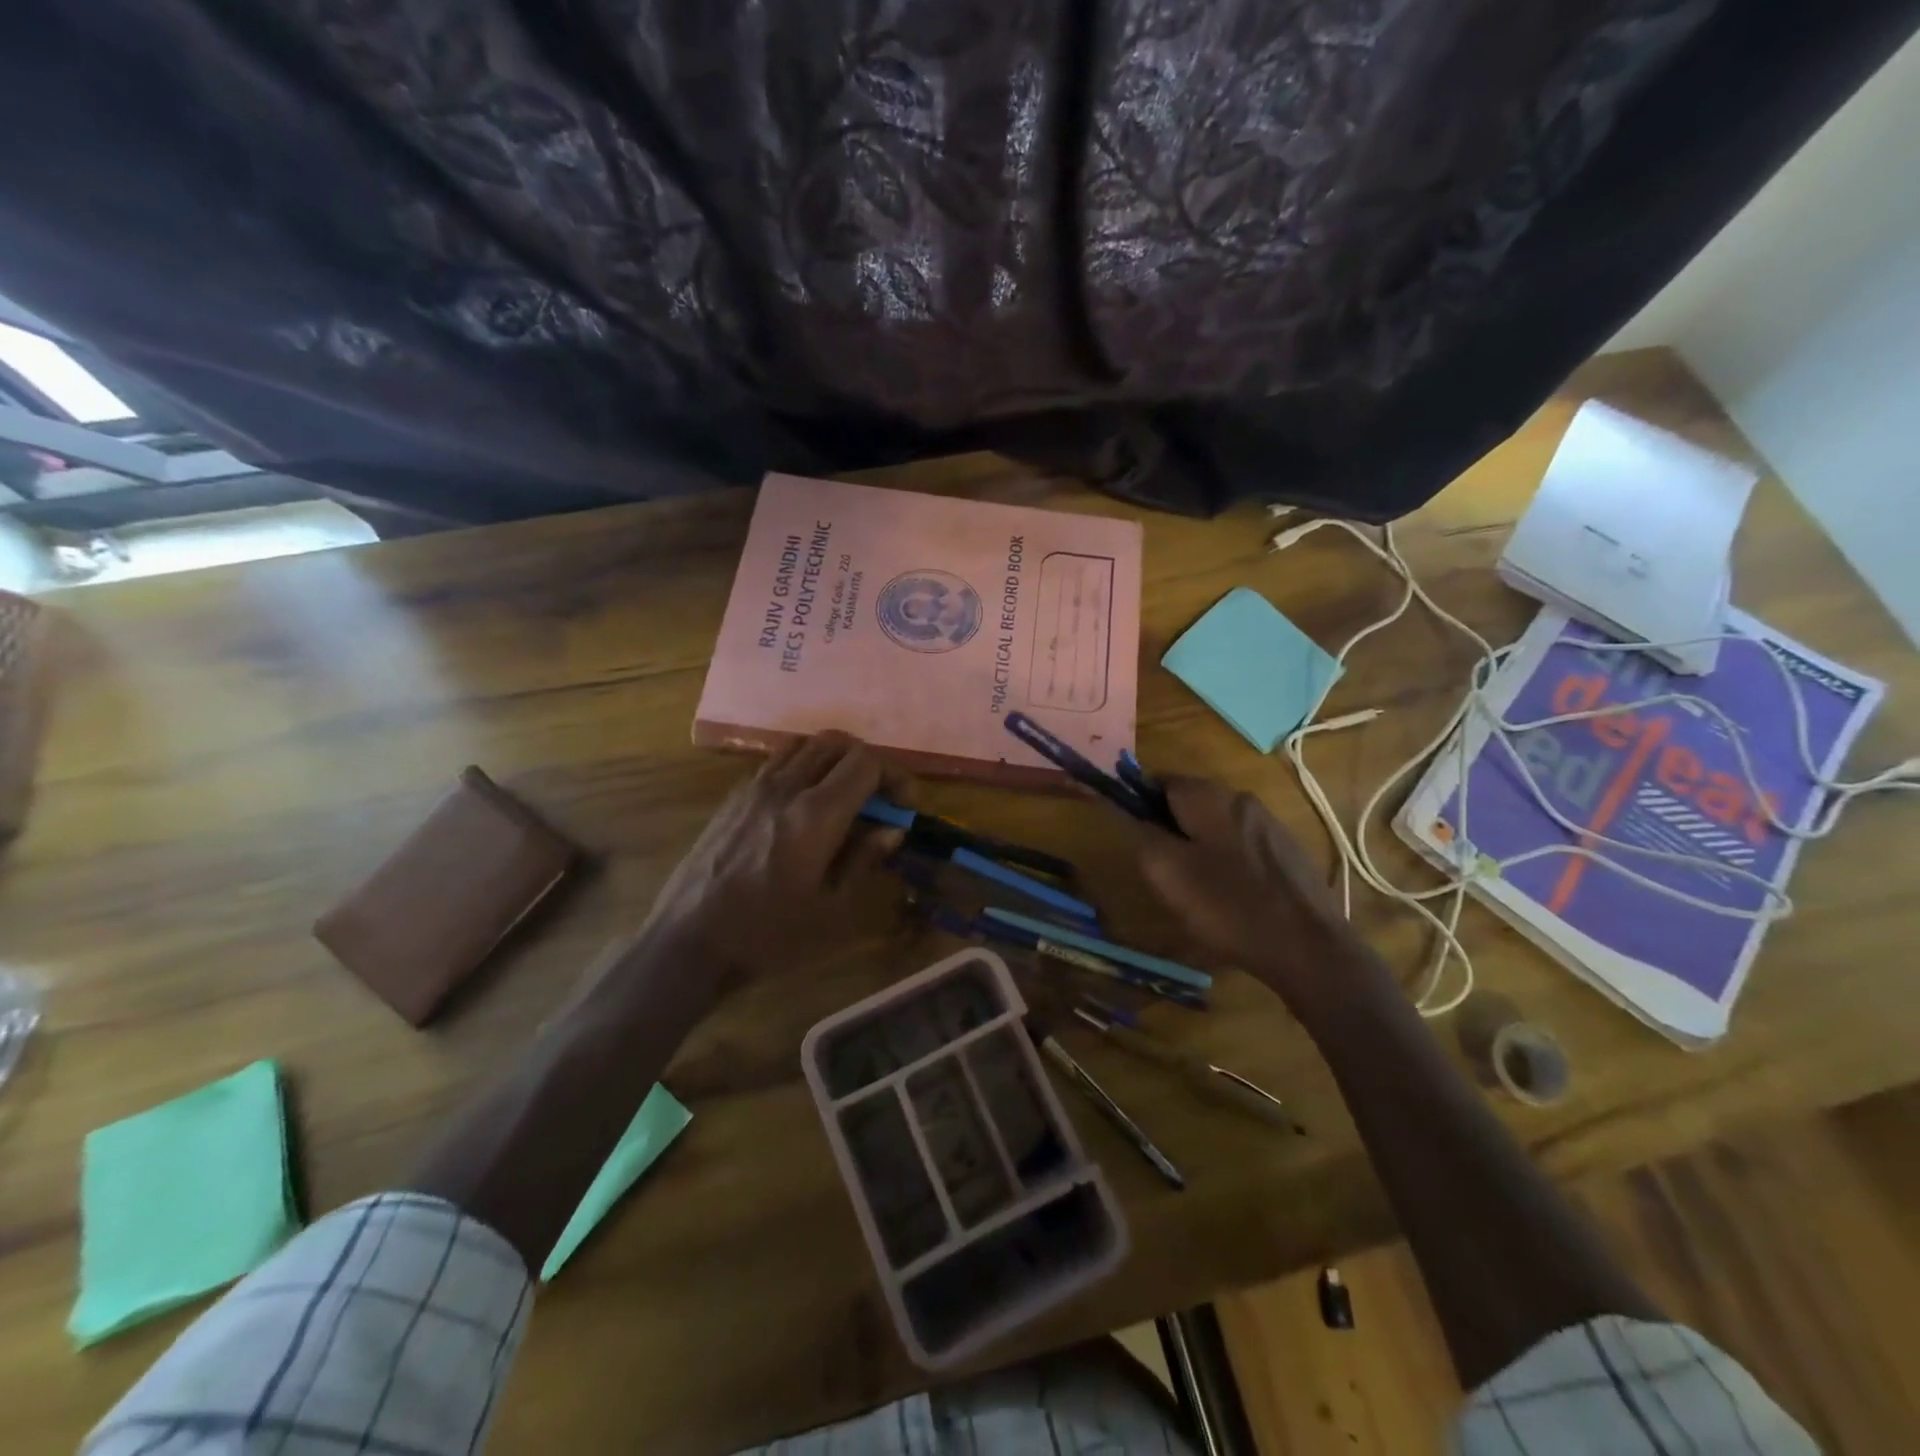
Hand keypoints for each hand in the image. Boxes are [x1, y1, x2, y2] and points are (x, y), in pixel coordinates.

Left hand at [640, 732, 911, 984]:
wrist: (689, 941)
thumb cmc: (767, 934)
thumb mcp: (830, 908)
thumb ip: (864, 859)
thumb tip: (892, 829)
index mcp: (816, 814)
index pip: (866, 761)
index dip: (895, 776)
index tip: (902, 807)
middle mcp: (786, 787)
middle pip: (837, 742)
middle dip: (868, 763)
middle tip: (878, 799)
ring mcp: (755, 787)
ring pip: (805, 744)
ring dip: (834, 760)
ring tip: (843, 796)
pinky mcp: (735, 797)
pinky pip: (778, 761)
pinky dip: (804, 767)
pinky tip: (804, 805)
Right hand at [1125, 776, 1364, 1006]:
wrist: (1309, 946)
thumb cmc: (1228, 906)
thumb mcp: (1167, 872)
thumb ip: (1141, 834)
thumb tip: (1128, 811)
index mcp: (1209, 796)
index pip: (1159, 781)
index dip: (1139, 804)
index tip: (1136, 838)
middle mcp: (1240, 798)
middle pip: (1189, 801)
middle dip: (1170, 828)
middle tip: (1163, 870)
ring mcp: (1269, 823)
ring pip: (1216, 824)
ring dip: (1199, 845)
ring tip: (1195, 888)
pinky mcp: (1287, 850)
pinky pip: (1242, 844)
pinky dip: (1227, 860)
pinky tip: (1230, 895)